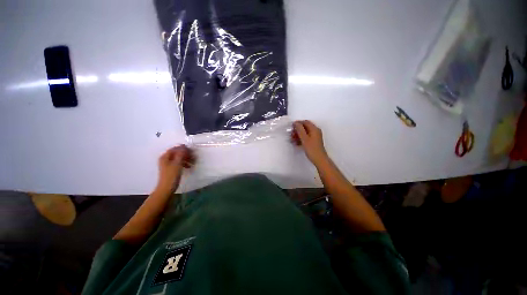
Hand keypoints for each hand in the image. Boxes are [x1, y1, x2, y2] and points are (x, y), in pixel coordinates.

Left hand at [155, 145, 195, 193]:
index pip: (175, 149)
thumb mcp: (177, 163)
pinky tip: (189, 166)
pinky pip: (179, 163)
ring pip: (179, 158)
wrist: (166, 189)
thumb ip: (180, 154)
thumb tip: (184, 146)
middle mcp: (165, 159)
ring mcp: (168, 164)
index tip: (191, 150)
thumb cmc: (171, 175)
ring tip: (193, 162)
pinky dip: (184, 163)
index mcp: (165, 157)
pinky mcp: (171, 169)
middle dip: (186, 154)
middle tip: (194, 157)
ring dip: (186, 159)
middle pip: (177, 153)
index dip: (183, 148)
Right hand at [291, 120, 328, 165]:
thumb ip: (300, 129)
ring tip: (292, 139)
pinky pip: (306, 137)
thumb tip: (296, 123)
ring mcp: (315, 136)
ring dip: (298, 135)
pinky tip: (296, 143)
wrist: (319, 159)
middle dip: (297, 130)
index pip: (305, 122)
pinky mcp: (313, 141)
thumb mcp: (304, 138)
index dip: (298, 123)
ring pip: (305, 133)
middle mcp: (315, 131)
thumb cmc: (311, 149)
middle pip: (305, 127)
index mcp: (314, 129)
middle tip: (291, 134)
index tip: (291, 127)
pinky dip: (301, 139)